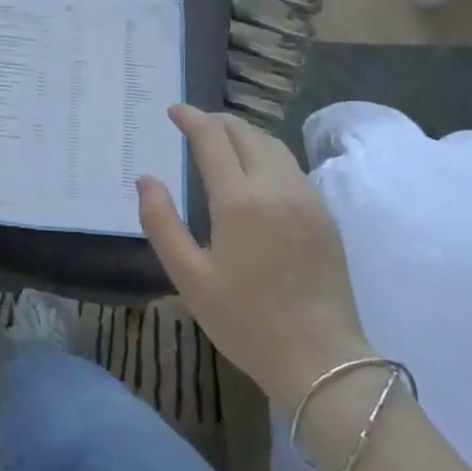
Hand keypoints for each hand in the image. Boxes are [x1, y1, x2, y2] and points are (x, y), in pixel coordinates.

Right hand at [138, 104, 368, 410]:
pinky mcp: (324, 214)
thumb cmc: (245, 321)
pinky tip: (256, 169)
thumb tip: (146, 179)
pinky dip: (267, 152)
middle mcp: (275, 186)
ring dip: (244, 133)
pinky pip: (292, 166)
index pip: (211, 138)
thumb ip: (161, 222)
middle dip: (217, 121)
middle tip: (194, 123)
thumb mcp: (188, 277)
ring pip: (273, 145)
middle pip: (245, 133)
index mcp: (238, 199)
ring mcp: (306, 198)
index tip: (173, 110)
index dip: (190, 118)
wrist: (321, 360)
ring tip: (223, 139)